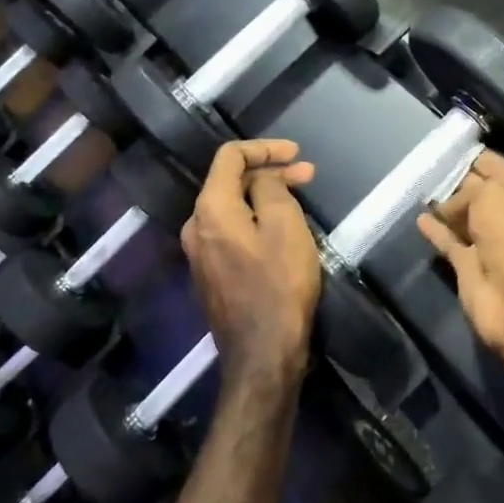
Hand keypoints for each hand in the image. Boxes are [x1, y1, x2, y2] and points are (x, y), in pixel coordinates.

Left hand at [181, 139, 320, 391]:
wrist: (263, 354)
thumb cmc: (279, 285)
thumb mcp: (285, 226)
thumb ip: (270, 189)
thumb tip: (262, 179)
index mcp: (210, 209)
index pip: (229, 156)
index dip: (264, 148)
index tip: (297, 154)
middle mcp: (196, 227)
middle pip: (229, 182)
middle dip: (269, 173)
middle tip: (307, 176)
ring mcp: (200, 254)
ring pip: (232, 208)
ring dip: (265, 197)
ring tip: (299, 198)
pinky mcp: (211, 275)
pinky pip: (232, 232)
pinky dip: (256, 220)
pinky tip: (281, 228)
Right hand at [416, 150, 503, 352]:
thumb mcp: (493, 193)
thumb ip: (468, 191)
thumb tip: (448, 208)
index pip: (502, 169)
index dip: (478, 158)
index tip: (451, 148)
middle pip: (483, 194)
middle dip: (460, 182)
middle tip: (431, 167)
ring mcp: (494, 246)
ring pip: (466, 220)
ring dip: (447, 208)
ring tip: (420, 190)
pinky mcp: (472, 268)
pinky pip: (451, 243)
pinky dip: (437, 232)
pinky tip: (420, 219)